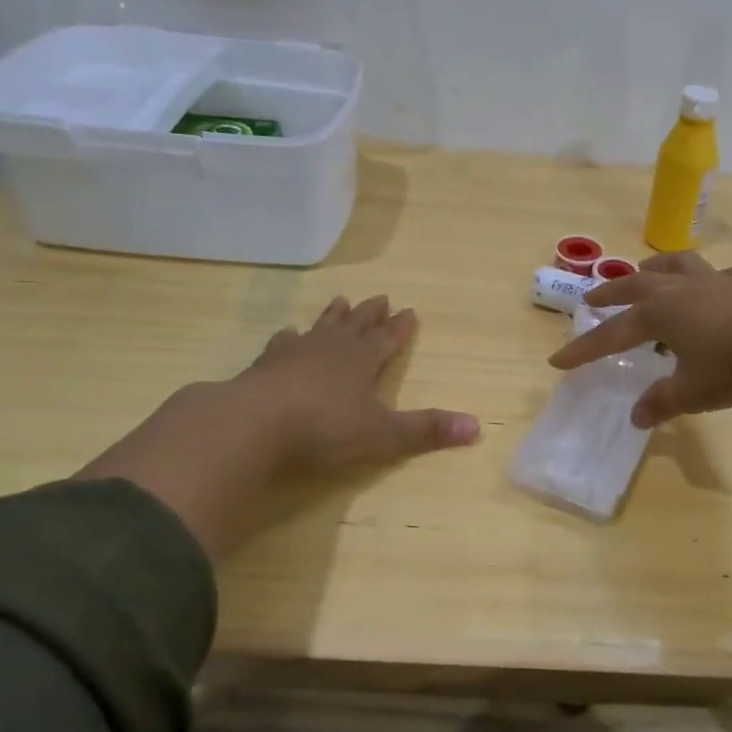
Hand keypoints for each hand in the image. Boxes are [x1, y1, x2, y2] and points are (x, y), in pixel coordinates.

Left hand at [80, 296, 479, 558]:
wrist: (254, 424)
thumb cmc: (325, 428)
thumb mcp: (383, 435)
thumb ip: (426, 430)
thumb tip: (477, 427)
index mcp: (363, 361)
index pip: (388, 339)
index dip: (400, 328)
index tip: (410, 311)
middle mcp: (332, 349)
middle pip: (356, 325)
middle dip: (371, 314)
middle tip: (380, 297)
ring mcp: (295, 354)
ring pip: (321, 328)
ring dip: (332, 317)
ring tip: (340, 301)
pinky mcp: (265, 366)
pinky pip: (281, 345)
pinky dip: (287, 338)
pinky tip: (286, 334)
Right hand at [548, 253, 731, 426]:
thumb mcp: (693, 391)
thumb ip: (662, 401)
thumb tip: (637, 416)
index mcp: (660, 314)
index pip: (612, 334)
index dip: (585, 349)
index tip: (558, 360)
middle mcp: (682, 291)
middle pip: (636, 285)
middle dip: (611, 293)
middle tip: (591, 297)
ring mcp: (716, 283)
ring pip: (678, 266)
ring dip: (656, 267)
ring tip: (646, 269)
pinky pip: (720, 276)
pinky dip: (709, 280)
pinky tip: (715, 286)